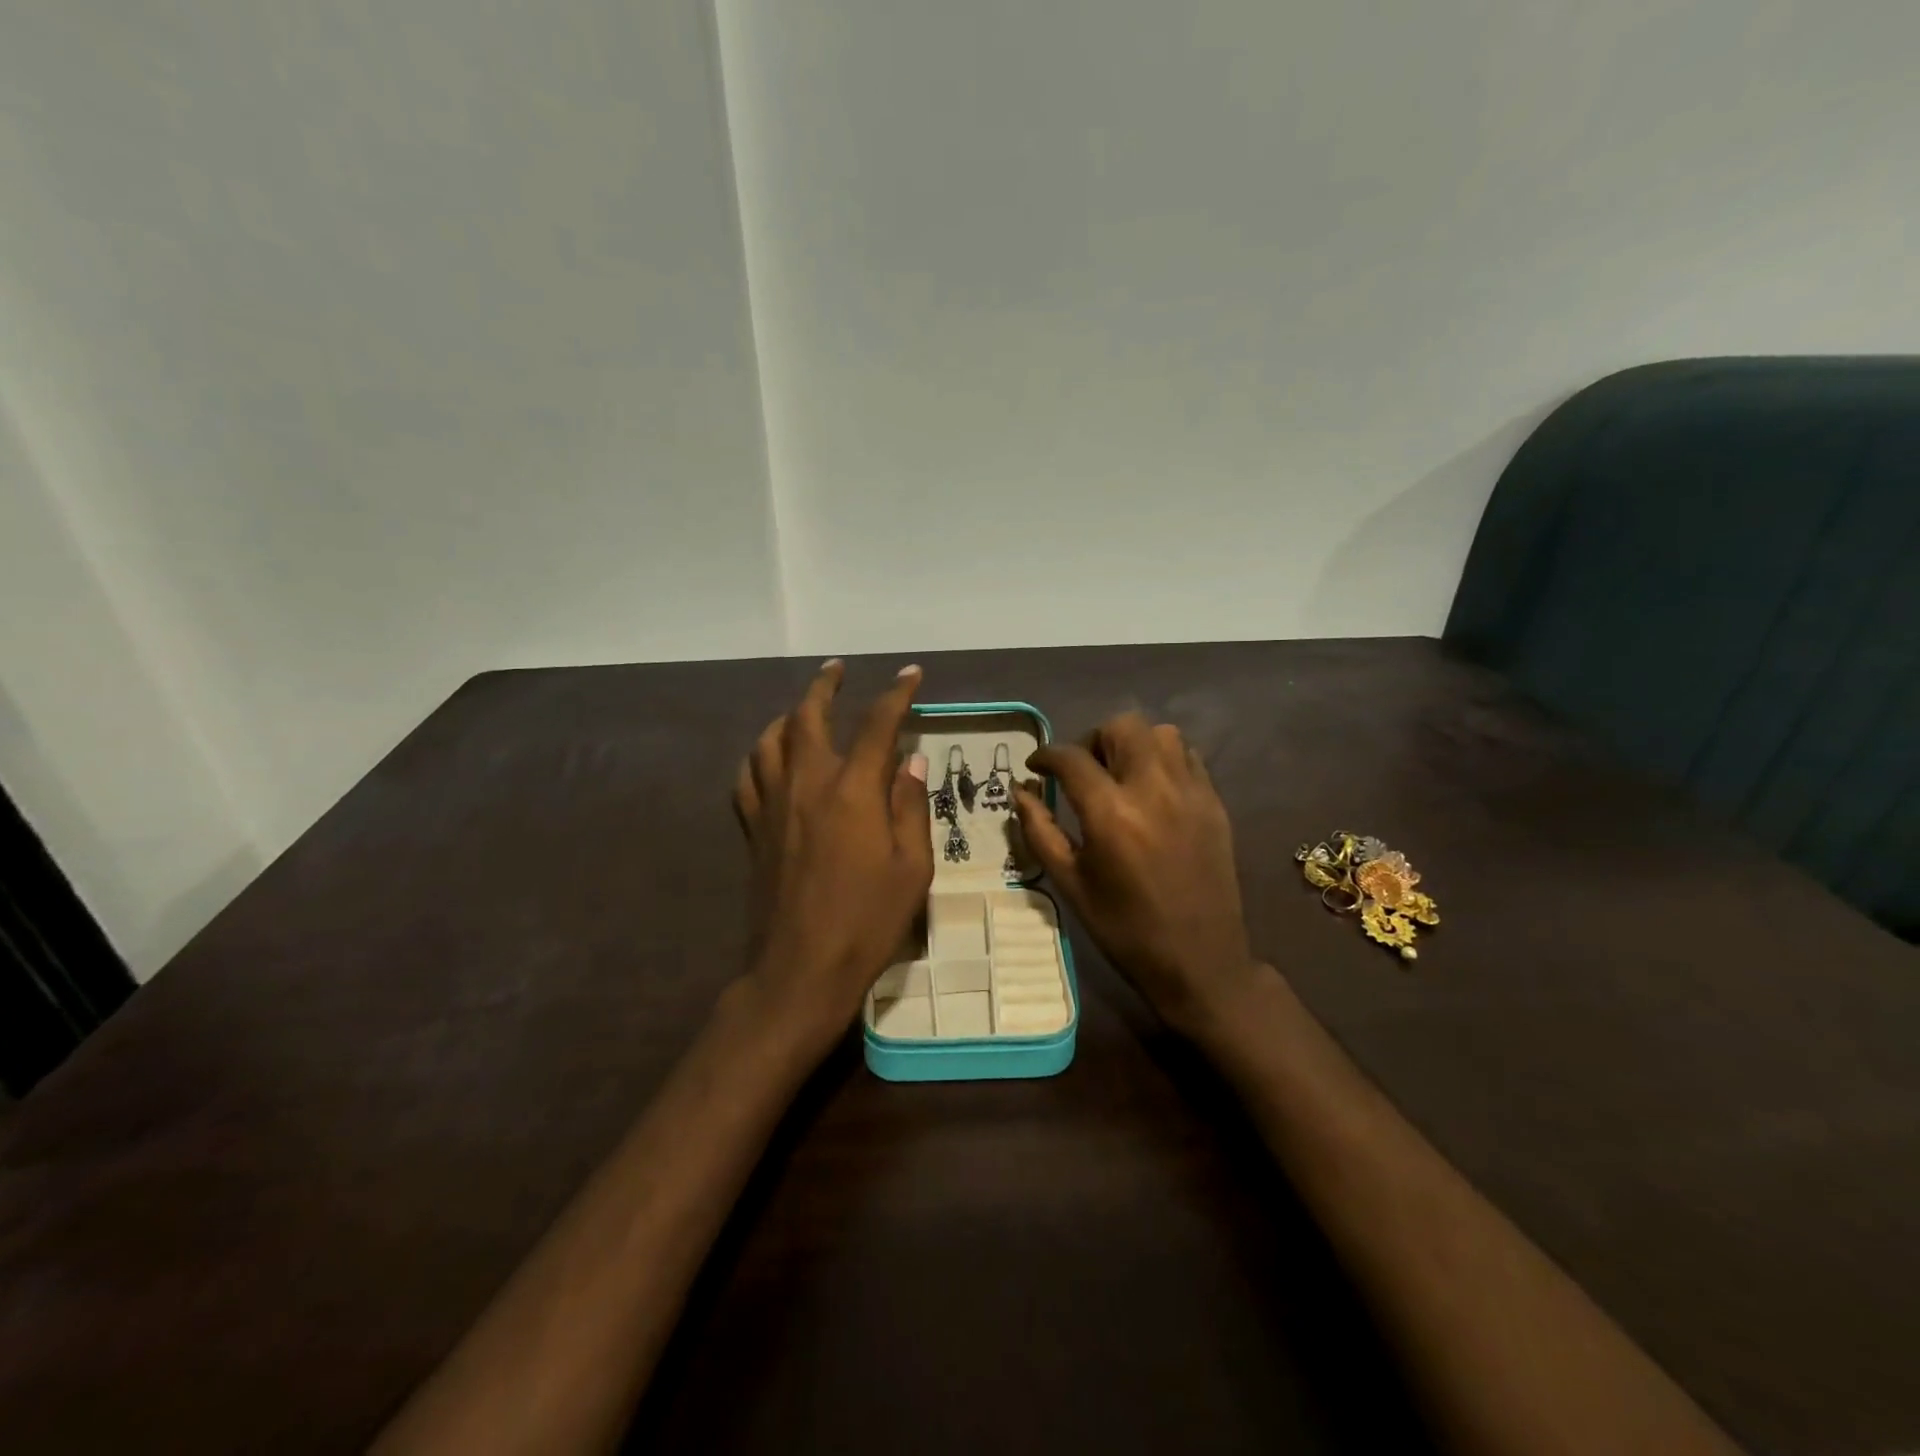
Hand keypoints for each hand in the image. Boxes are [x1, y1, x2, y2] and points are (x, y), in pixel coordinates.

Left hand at [731, 661, 933, 1054]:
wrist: (800, 969)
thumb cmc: (868, 921)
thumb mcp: (912, 868)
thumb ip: (910, 808)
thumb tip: (911, 763)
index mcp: (853, 791)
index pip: (877, 725)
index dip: (896, 694)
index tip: (910, 674)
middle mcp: (807, 784)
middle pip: (808, 716)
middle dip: (825, 686)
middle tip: (837, 669)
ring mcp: (772, 805)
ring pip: (769, 740)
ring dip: (788, 715)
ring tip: (803, 709)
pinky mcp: (752, 829)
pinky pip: (746, 777)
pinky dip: (758, 755)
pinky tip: (769, 758)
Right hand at [1013, 712, 1263, 1039]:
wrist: (1199, 960)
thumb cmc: (1124, 927)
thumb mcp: (1070, 883)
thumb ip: (1040, 831)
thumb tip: (1020, 791)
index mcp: (1111, 814)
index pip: (1071, 758)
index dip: (1046, 755)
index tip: (1036, 766)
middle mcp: (1153, 789)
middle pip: (1121, 727)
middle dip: (1092, 740)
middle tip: (1082, 771)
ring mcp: (1190, 792)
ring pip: (1160, 733)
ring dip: (1132, 743)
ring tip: (1120, 774)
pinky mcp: (1214, 802)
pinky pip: (1188, 756)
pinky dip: (1163, 758)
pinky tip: (1152, 788)